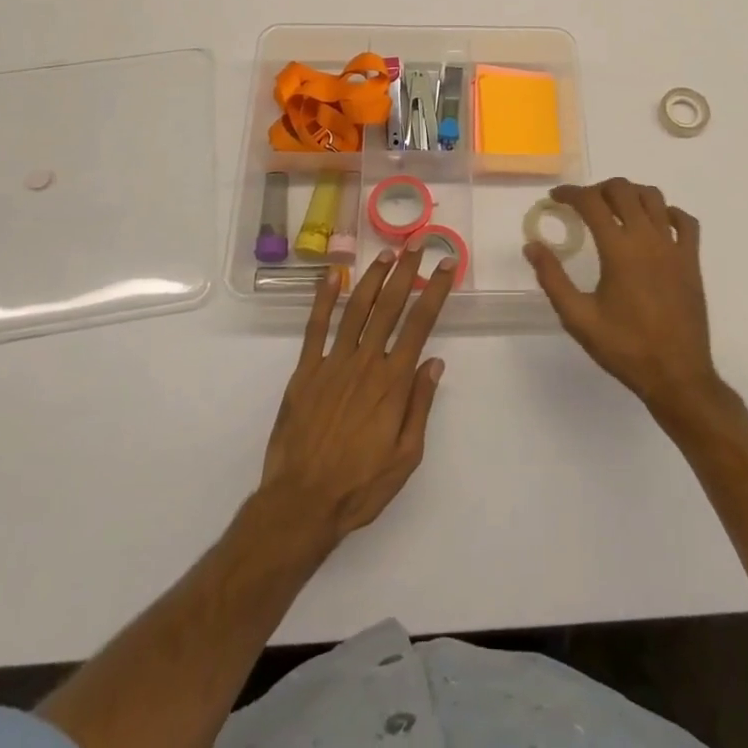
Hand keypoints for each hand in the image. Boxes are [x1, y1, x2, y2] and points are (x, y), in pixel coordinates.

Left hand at [261, 246, 452, 542]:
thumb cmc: (360, 486)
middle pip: (389, 306)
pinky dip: (322, 299)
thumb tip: (435, 362)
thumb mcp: (406, 457)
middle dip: (406, 272)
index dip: (435, 291)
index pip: (420, 324)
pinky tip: (330, 276)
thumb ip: (420, 406)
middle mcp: (365, 363)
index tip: (447, 265)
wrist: (301, 503)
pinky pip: (315, 327)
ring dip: (372, 278)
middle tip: (417, 244)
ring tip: (386, 253)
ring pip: (356, 309)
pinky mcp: (305, 371)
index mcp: (393, 382)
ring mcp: (333, 363)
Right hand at [524, 178, 721, 416]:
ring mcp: (674, 247)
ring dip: (630, 194)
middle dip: (598, 189)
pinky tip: (654, 224)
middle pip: (622, 190)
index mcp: (619, 250)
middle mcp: (648, 238)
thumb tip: (532, 246)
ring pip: (653, 197)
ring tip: (614, 209)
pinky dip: (667, 212)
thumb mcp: (578, 318)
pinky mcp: (692, 260)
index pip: (591, 202)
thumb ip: (552, 278)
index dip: (570, 193)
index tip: (556, 198)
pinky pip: (685, 221)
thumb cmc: (625, 348)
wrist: (677, 375)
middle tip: (583, 205)